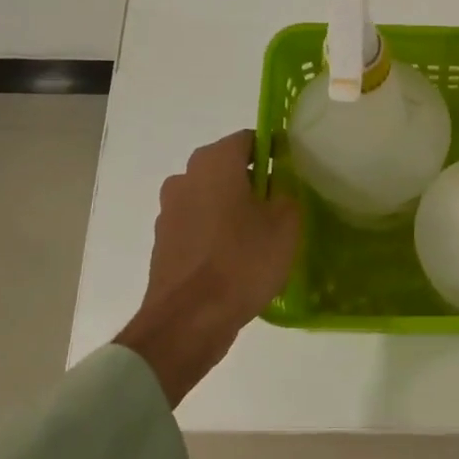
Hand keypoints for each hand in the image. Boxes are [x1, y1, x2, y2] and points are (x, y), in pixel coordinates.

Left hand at [116, 130, 300, 403]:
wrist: (190, 319)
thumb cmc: (243, 262)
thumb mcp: (286, 224)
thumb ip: (287, 193)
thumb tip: (280, 185)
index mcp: (214, 162)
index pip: (249, 139)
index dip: (274, 152)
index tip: (293, 173)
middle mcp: (185, 177)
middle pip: (227, 168)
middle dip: (254, 181)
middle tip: (282, 206)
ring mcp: (169, 210)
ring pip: (211, 197)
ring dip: (233, 208)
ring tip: (261, 236)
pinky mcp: (164, 241)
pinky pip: (199, 225)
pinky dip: (216, 232)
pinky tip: (237, 257)